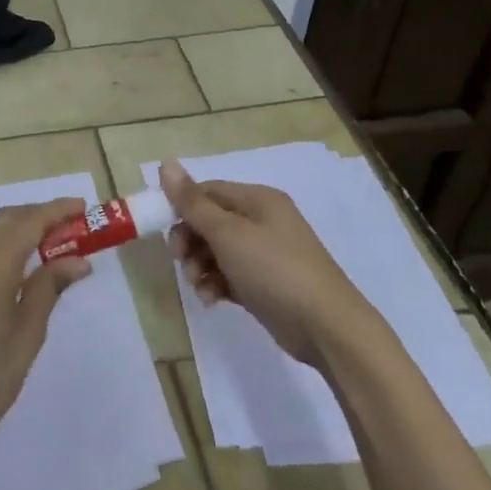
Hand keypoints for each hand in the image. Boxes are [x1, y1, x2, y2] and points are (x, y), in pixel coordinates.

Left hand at [0, 198, 92, 458]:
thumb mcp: (28, 331)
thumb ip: (49, 287)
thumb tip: (78, 260)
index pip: (29, 220)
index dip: (56, 210)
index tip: (83, 207)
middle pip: (7, 218)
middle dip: (38, 214)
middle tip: (71, 226)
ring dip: (19, 225)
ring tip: (50, 241)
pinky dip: (2, 240)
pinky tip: (19, 261)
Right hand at [160, 158, 371, 368]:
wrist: (326, 327)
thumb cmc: (274, 269)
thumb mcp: (228, 233)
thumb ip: (193, 201)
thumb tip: (166, 162)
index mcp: (257, 199)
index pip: (207, 191)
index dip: (182, 207)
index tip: (164, 231)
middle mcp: (262, 220)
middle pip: (210, 221)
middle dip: (190, 241)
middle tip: (180, 260)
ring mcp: (265, 253)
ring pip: (217, 250)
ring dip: (200, 266)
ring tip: (199, 286)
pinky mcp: (265, 283)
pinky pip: (230, 275)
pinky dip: (216, 284)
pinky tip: (211, 300)